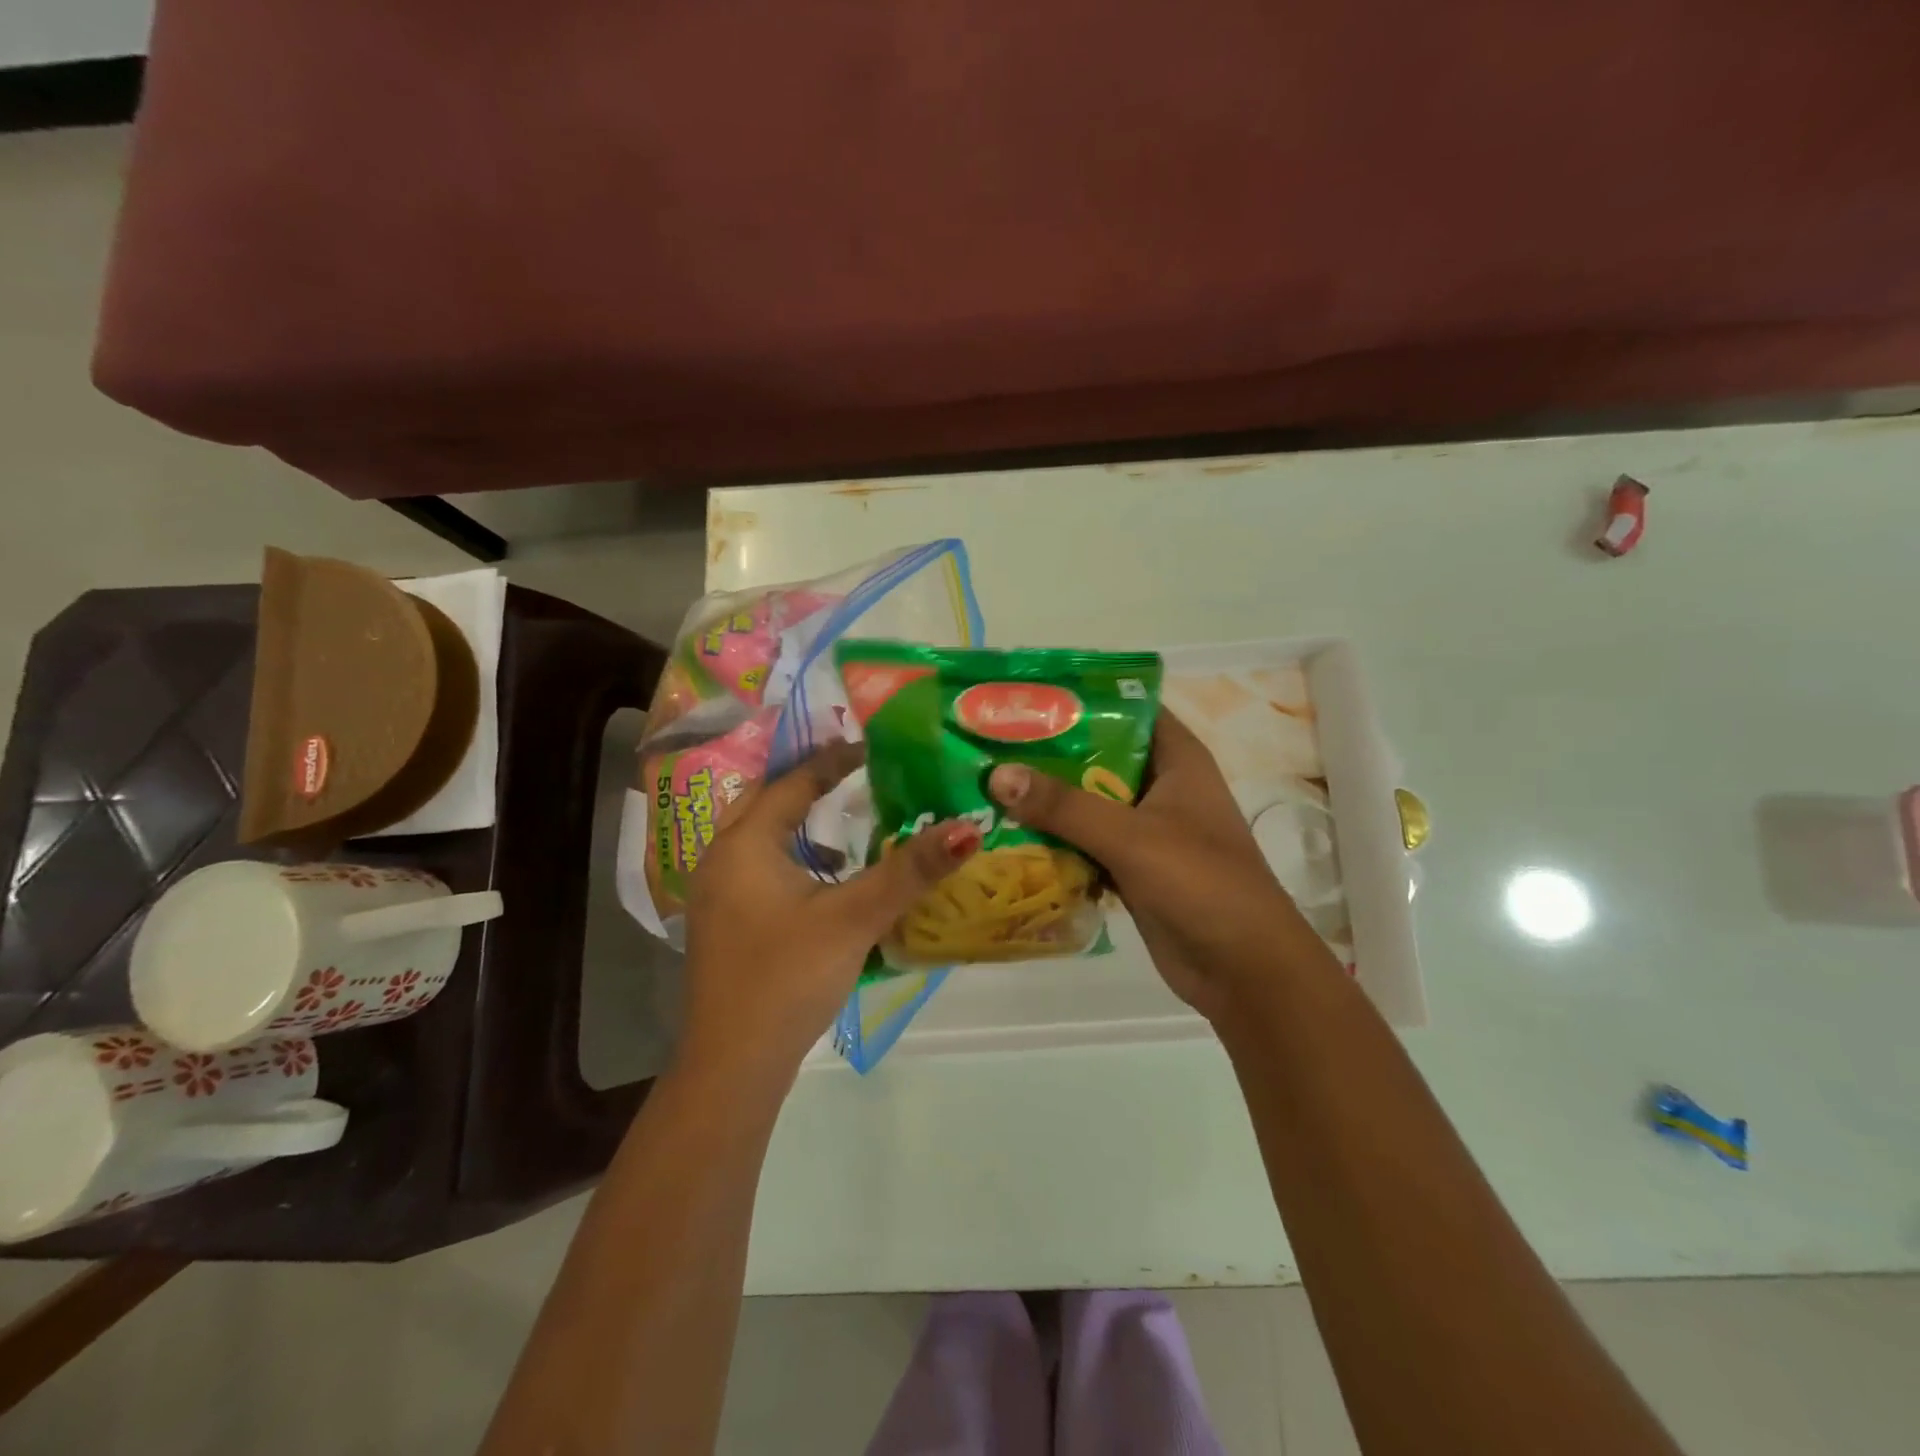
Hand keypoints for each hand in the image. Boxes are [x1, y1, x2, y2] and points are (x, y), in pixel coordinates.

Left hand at [682, 741, 980, 1078]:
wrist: (733, 1065)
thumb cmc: (789, 977)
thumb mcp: (854, 918)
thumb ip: (910, 871)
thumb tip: (967, 828)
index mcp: (744, 844)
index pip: (792, 782)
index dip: (833, 760)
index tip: (874, 747)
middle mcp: (721, 859)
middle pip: (765, 801)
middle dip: (808, 784)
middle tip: (855, 771)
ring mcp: (718, 895)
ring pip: (760, 837)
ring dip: (799, 822)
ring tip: (845, 815)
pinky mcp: (725, 924)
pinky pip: (759, 868)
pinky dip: (791, 856)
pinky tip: (825, 877)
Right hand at [987, 712, 1323, 1022]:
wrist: (1244, 970)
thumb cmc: (1201, 883)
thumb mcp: (1131, 836)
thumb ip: (1064, 805)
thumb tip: (997, 775)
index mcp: (1177, 760)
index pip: (1128, 708)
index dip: (1081, 698)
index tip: (1026, 695)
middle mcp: (1161, 786)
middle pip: (1098, 755)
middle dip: (1048, 751)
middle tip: (989, 742)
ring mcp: (1146, 830)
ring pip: (1087, 802)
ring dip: (1046, 799)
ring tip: (985, 783)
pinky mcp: (1132, 868)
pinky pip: (1085, 843)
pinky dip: (1054, 840)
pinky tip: (1007, 835)